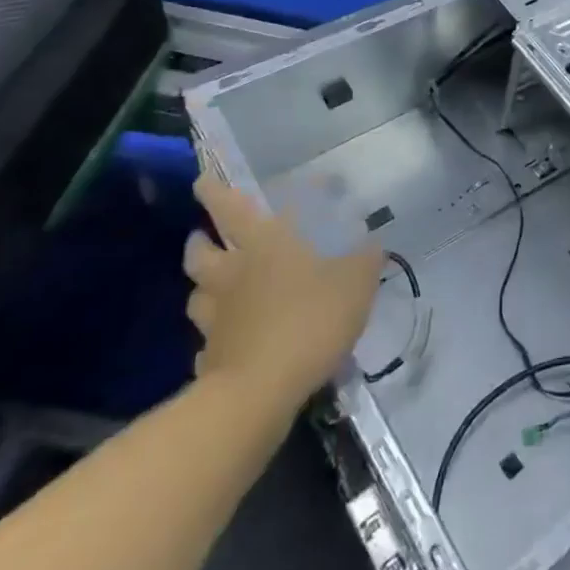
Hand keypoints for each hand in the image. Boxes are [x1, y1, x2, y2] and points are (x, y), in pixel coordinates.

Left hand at [184, 168, 382, 421]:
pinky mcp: (210, 357)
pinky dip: (217, 337)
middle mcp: (231, 273)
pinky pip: (208, 341)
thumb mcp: (357, 281)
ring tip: (218, 287)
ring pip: (197, 294)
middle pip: (200, 250)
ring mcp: (215, 317)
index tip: (203, 179)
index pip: (230, 207)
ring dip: (204, 286)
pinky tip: (232, 343)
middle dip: (200, 239)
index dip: (214, 189)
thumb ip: (365, 259)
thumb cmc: (311, 318)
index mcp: (263, 243)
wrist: (261, 390)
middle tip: (207, 236)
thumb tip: (372, 242)